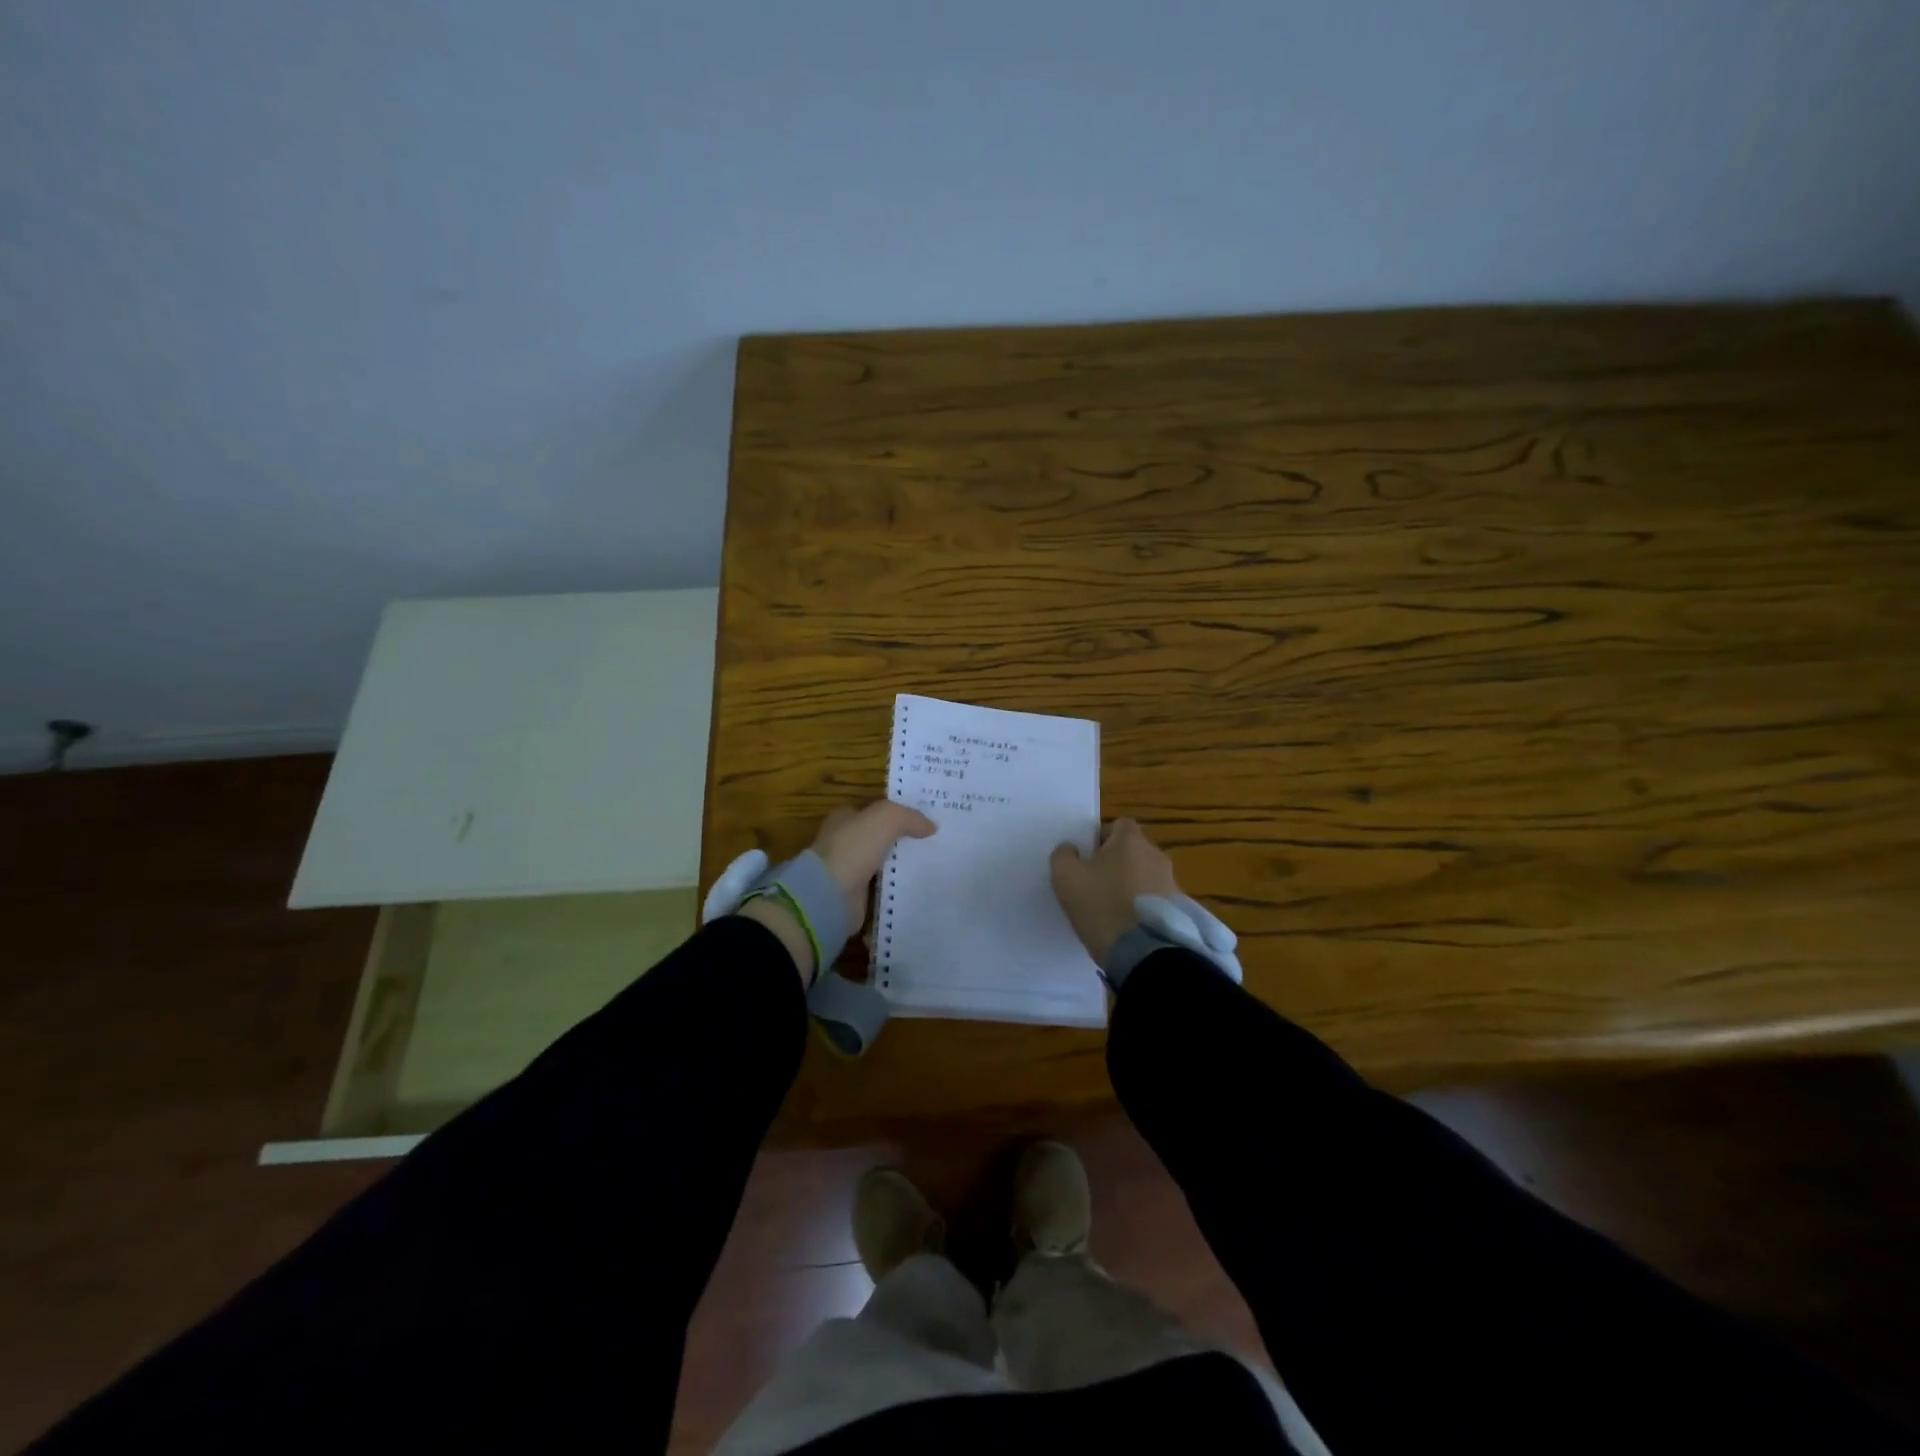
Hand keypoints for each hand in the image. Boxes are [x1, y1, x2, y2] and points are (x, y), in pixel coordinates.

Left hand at [810, 800, 937, 934]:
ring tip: (934, 866)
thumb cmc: (853, 848)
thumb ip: (909, 817)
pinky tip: (919, 888)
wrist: (829, 895)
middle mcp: (844, 842)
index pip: (874, 811)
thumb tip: (931, 826)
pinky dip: (896, 888)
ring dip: (902, 865)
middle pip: (879, 837)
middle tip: (935, 843)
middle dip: (902, 840)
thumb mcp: (886, 819)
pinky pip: (882, 888)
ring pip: (882, 863)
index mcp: (844, 818)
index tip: (924, 820)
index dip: (897, 813)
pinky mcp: (855, 897)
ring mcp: (848, 870)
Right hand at [1050, 818, 1179, 964]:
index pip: (1119, 825)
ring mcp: (1171, 882)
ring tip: (1112, 910)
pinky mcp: (1179, 910)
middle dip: (1116, 863)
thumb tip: (1071, 848)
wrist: (1145, 953)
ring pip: (1145, 876)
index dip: (1102, 838)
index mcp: (1130, 840)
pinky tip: (1128, 926)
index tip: (1087, 859)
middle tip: (1095, 885)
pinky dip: (1143, 907)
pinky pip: (1155, 900)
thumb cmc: (1102, 906)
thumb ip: (1063, 856)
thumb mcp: (1066, 878)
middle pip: (1133, 851)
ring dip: (1131, 886)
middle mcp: (1156, 855)